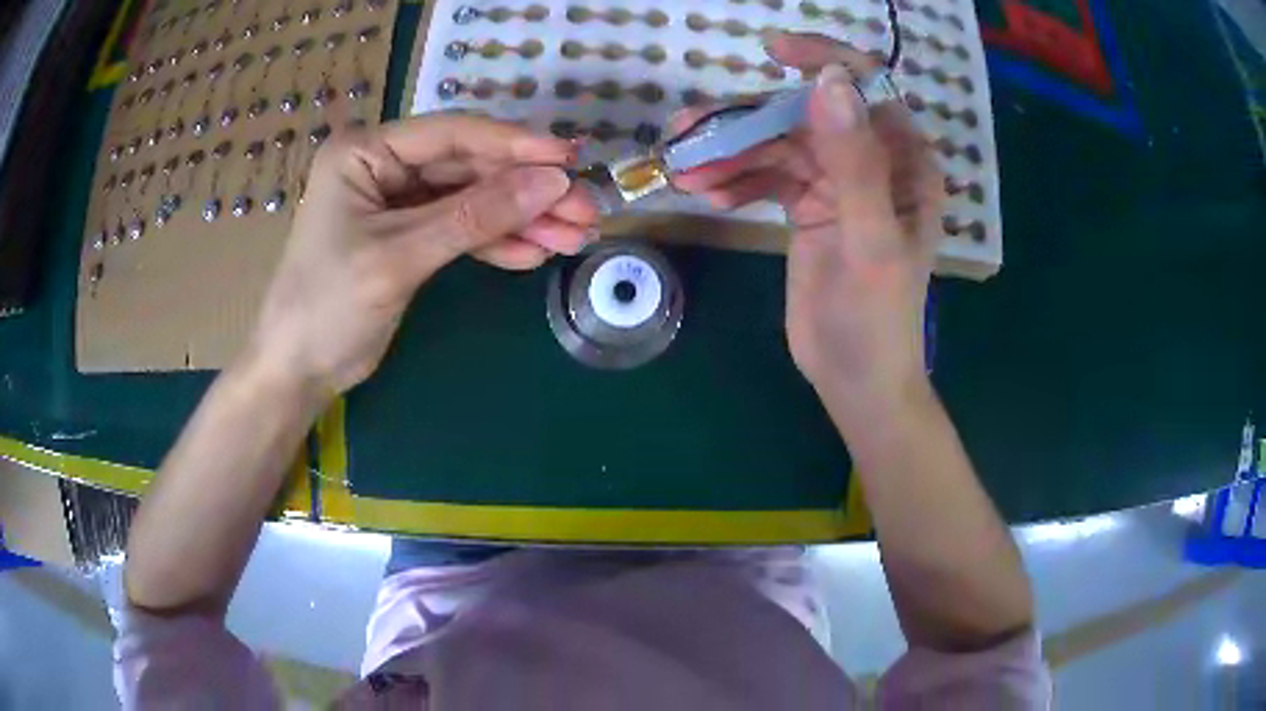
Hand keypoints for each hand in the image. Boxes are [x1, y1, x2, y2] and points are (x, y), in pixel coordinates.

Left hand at [250, 114, 597, 395]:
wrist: (298, 370)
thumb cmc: (328, 307)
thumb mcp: (400, 257)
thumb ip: (475, 217)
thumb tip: (553, 183)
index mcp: (365, 152)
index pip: (451, 135)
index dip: (514, 145)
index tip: (570, 159)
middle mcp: (383, 166)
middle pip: (468, 168)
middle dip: (526, 191)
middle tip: (583, 208)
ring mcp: (397, 201)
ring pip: (471, 200)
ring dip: (521, 219)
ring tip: (573, 236)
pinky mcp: (409, 236)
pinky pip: (460, 230)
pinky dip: (496, 242)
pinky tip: (534, 253)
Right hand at [672, 32, 942, 407]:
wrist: (857, 380)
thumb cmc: (878, 319)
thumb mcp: (870, 241)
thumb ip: (854, 162)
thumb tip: (828, 81)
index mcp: (905, 162)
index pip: (867, 89)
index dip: (823, 60)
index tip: (772, 52)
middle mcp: (873, 161)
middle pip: (807, 115)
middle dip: (750, 120)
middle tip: (690, 132)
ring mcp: (837, 182)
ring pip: (779, 144)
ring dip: (732, 152)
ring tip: (686, 170)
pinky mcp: (809, 205)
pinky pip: (768, 175)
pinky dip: (737, 178)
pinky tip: (706, 192)